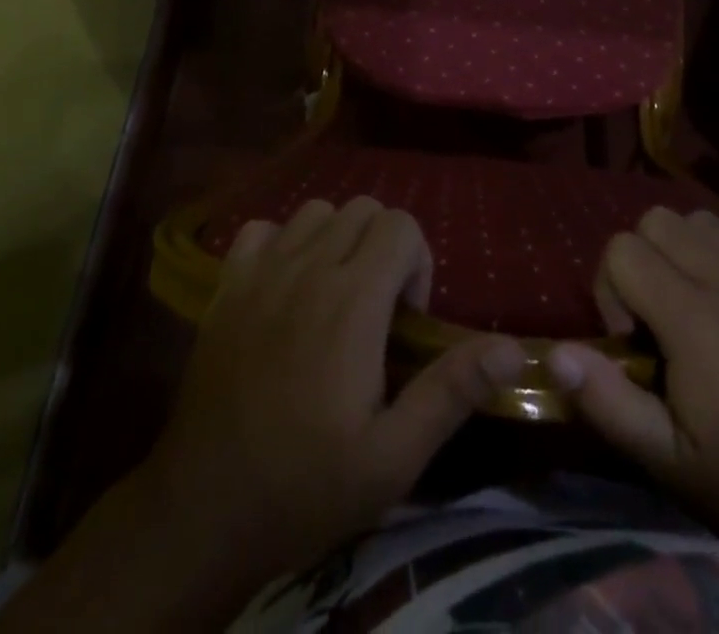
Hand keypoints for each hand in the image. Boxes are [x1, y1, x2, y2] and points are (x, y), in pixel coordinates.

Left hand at [141, 196, 527, 601]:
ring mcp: (262, 271)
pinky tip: (285, 288)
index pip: (400, 225)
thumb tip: (513, 349)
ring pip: (316, 211)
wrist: (204, 509)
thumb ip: (451, 392)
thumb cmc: (306, 485)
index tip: (406, 319)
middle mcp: (308, 268)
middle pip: (363, 210)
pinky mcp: (227, 285)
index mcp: (352, 301)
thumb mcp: (393, 457)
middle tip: (377, 308)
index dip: (417, 263)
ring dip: (337, 240)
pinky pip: (263, 229)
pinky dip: (283, 243)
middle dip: (383, 247)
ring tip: (335, 295)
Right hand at [549, 207, 718, 563]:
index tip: (635, 340)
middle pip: (659, 220)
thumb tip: (558, 352)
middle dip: (645, 260)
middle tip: (663, 316)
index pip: (623, 249)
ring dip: (688, 253)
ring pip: (704, 221)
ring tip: (701, 306)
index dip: (612, 289)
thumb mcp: (669, 463)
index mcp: (696, 318)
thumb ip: (607, 401)